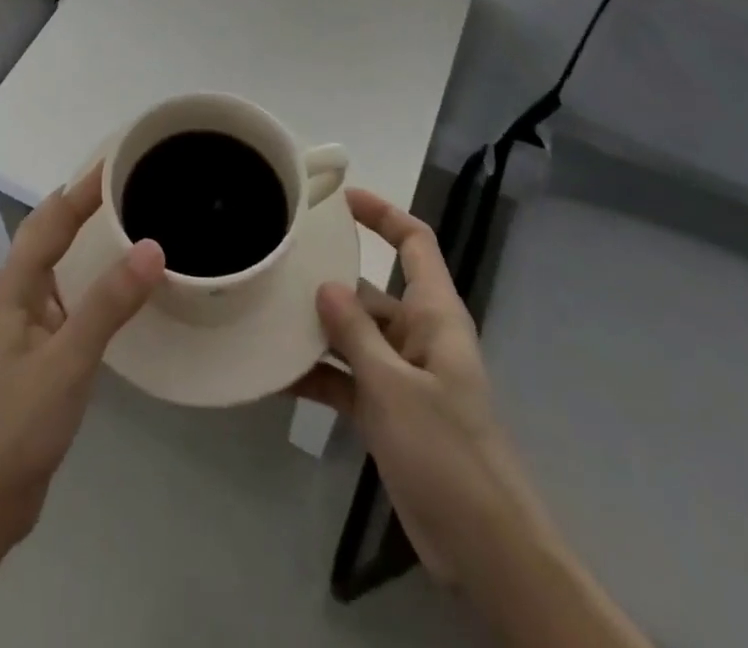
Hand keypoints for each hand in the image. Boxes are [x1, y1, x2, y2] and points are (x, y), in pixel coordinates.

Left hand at [0, 166, 164, 549]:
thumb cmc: (18, 422)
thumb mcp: (68, 360)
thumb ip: (109, 304)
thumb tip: (152, 246)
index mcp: (14, 284)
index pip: (52, 218)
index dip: (84, 186)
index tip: (120, 157)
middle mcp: (15, 291)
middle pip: (49, 232)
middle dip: (84, 203)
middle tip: (131, 183)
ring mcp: (25, 320)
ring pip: (57, 261)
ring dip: (85, 236)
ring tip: (129, 220)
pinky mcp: (38, 347)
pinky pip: (67, 293)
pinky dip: (90, 275)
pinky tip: (116, 286)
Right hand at [295, 188, 527, 573]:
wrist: (484, 549)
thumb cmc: (448, 453)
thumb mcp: (395, 388)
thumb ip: (356, 333)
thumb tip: (324, 284)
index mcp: (434, 315)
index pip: (414, 243)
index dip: (382, 214)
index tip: (339, 199)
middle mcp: (417, 336)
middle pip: (370, 290)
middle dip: (327, 278)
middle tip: (277, 262)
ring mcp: (400, 375)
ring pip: (351, 335)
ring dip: (314, 331)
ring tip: (263, 315)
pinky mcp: (386, 410)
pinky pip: (345, 378)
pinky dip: (317, 376)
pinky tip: (275, 376)